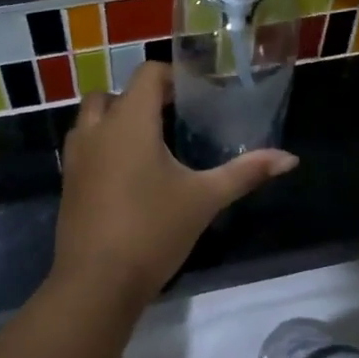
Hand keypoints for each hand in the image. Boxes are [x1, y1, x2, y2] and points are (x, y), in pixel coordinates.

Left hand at [53, 63, 297, 309]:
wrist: (95, 284)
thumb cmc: (152, 230)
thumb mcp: (204, 199)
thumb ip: (245, 172)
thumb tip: (290, 158)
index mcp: (130, 120)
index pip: (148, 74)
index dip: (172, 77)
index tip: (196, 96)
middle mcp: (97, 129)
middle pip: (115, 93)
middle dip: (141, 99)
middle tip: (172, 119)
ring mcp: (76, 156)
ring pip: (92, 119)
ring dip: (116, 120)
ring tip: (149, 145)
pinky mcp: (68, 182)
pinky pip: (84, 147)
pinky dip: (103, 147)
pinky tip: (129, 176)